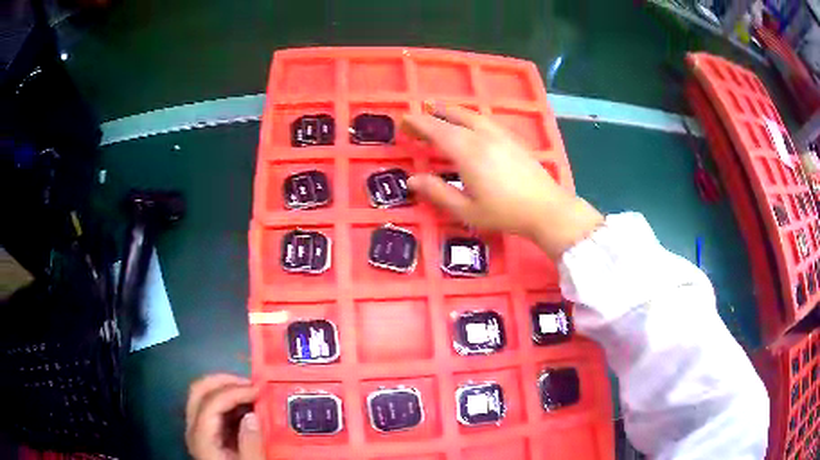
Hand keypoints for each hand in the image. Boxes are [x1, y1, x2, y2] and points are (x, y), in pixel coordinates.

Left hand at [185, 374, 262, 459]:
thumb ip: (251, 445)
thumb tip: (252, 415)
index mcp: (202, 438)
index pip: (211, 402)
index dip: (234, 391)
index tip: (260, 390)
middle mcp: (194, 429)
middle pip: (199, 391)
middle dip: (225, 381)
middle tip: (253, 384)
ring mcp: (198, 430)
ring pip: (204, 396)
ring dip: (228, 389)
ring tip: (254, 394)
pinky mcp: (207, 434)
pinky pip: (214, 408)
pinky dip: (231, 402)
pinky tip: (249, 409)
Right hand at [401, 103, 603, 259]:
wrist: (546, 208)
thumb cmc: (504, 213)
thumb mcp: (467, 210)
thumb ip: (438, 193)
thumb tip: (412, 180)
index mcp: (468, 152)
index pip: (437, 130)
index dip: (418, 124)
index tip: (403, 120)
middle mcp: (482, 136)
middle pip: (453, 118)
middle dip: (432, 114)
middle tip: (417, 116)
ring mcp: (500, 135)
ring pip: (471, 115)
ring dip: (452, 111)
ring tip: (439, 110)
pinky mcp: (513, 139)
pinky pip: (486, 120)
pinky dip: (470, 116)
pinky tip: (471, 122)